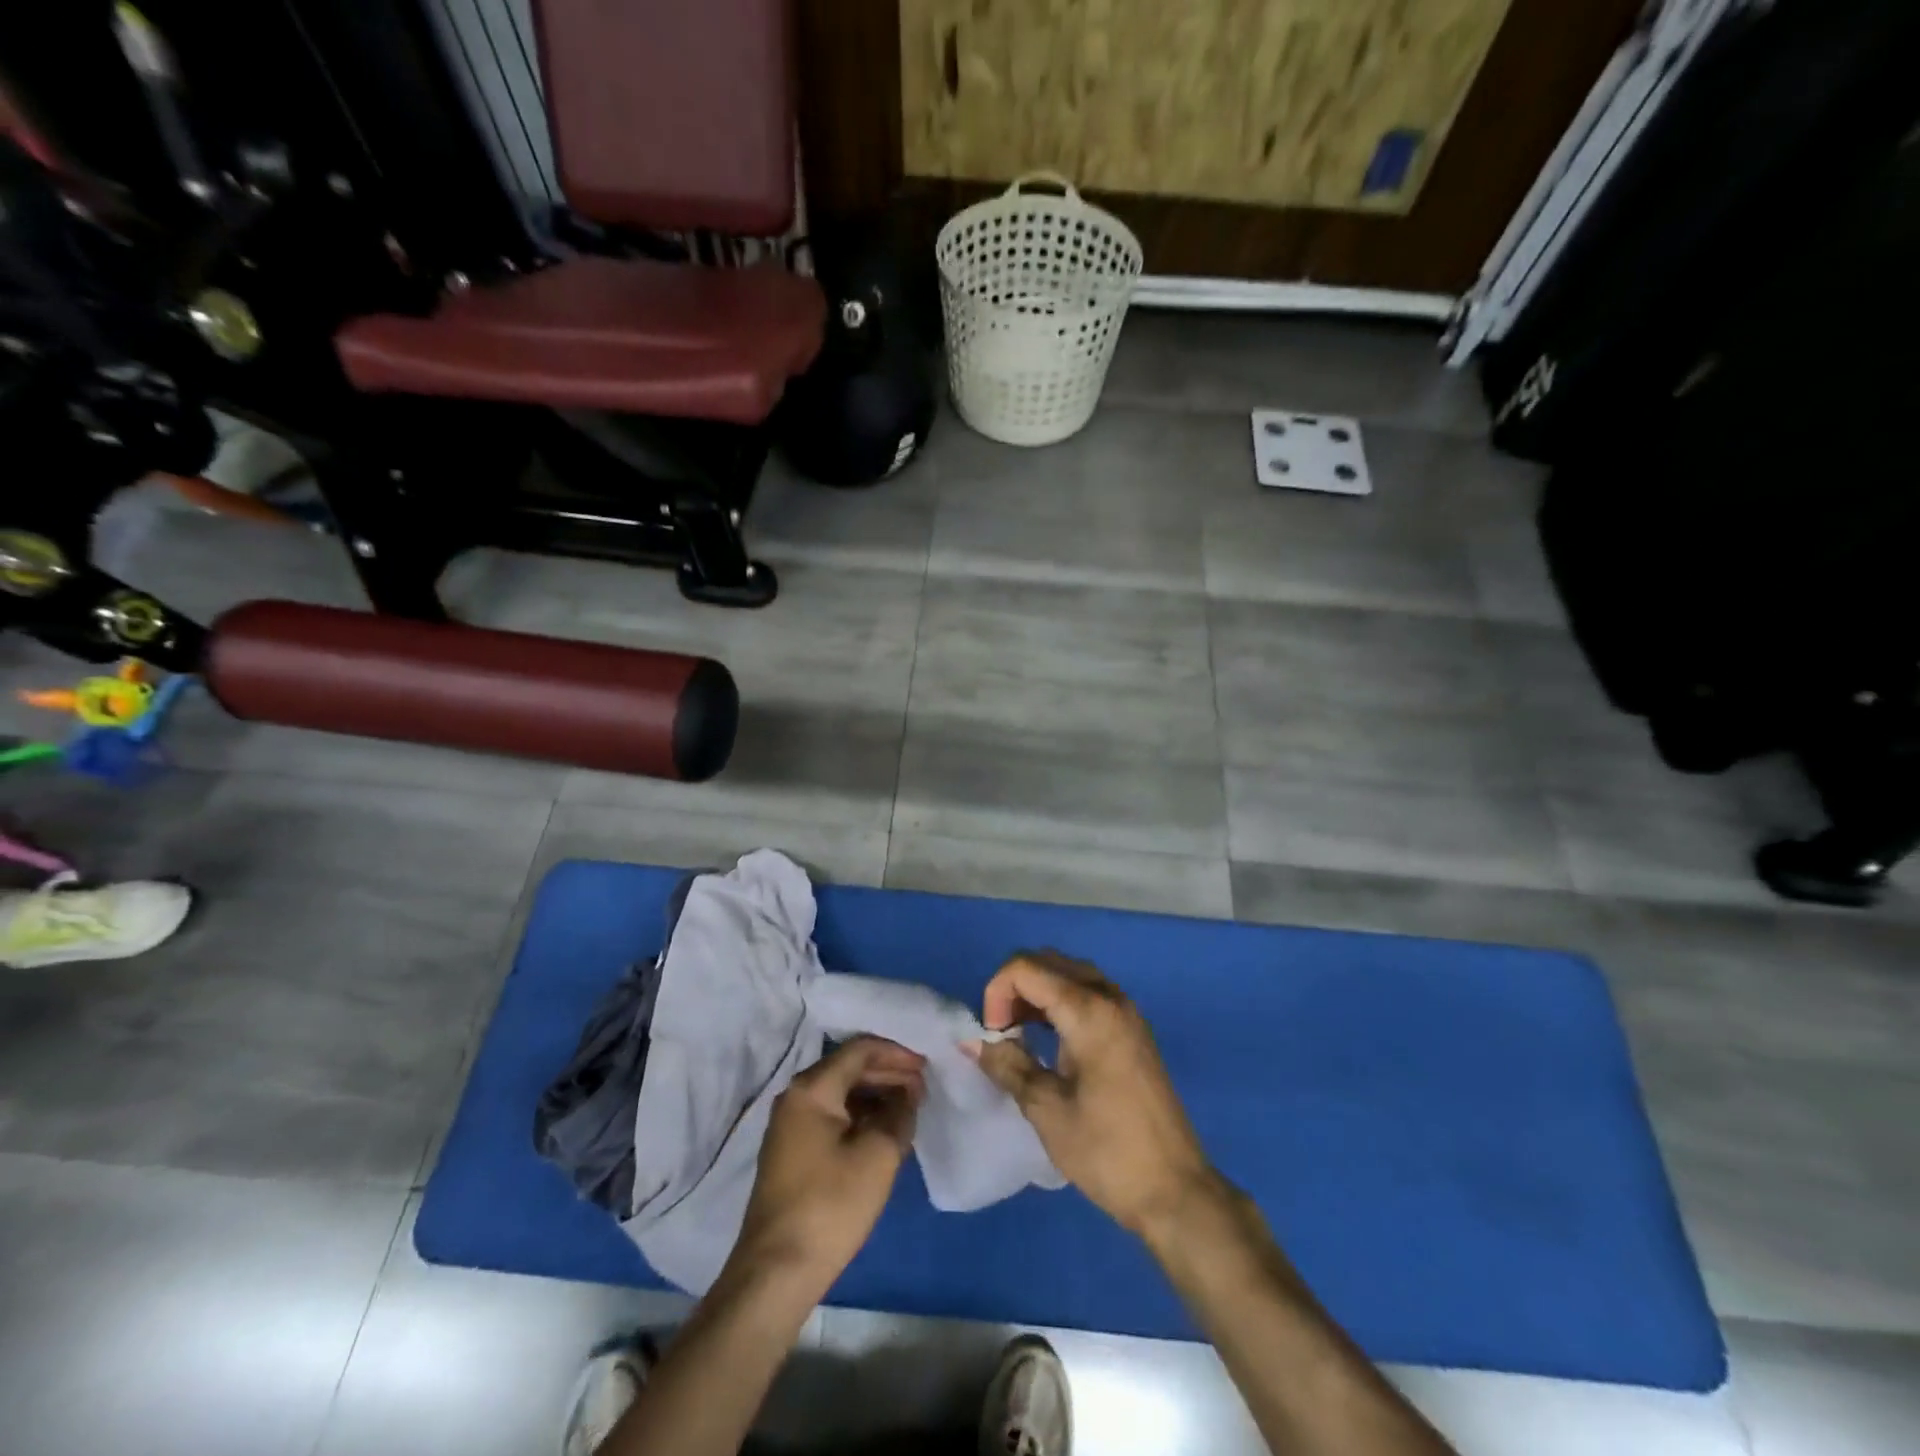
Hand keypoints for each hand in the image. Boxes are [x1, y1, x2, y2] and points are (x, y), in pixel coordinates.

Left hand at [729, 1036, 924, 1291]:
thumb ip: (899, 1114)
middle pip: (849, 1069)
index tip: (927, 1065)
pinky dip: (861, 1117)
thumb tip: (908, 1094)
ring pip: (841, 1094)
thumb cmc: (830, 1205)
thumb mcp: (878, 1156)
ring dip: (876, 1096)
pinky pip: (832, 1117)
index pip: (860, 1050)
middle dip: (888, 1074)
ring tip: (910, 1109)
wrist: (777, 1272)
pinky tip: (885, 1132)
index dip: (897, 1053)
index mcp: (812, 1088)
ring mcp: (790, 1125)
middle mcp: (796, 1096)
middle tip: (924, 1088)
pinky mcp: (793, 1151)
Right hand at [967, 951, 1220, 1236]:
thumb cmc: (1107, 1151)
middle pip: (1047, 962)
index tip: (994, 1037)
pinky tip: (1051, 1041)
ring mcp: (1126, 1010)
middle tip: (1003, 1033)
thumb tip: (973, 1042)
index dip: (996, 993)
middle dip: (1014, 988)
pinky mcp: (1132, 1028)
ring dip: (1037, 993)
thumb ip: (1008, 1065)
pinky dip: (1060, 1002)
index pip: (1026, 968)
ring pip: (1068, 973)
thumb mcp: (1047, 1109)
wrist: (1175, 1190)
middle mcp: (1109, 997)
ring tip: (1021, 1036)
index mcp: (1089, 1011)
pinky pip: (1088, 992)